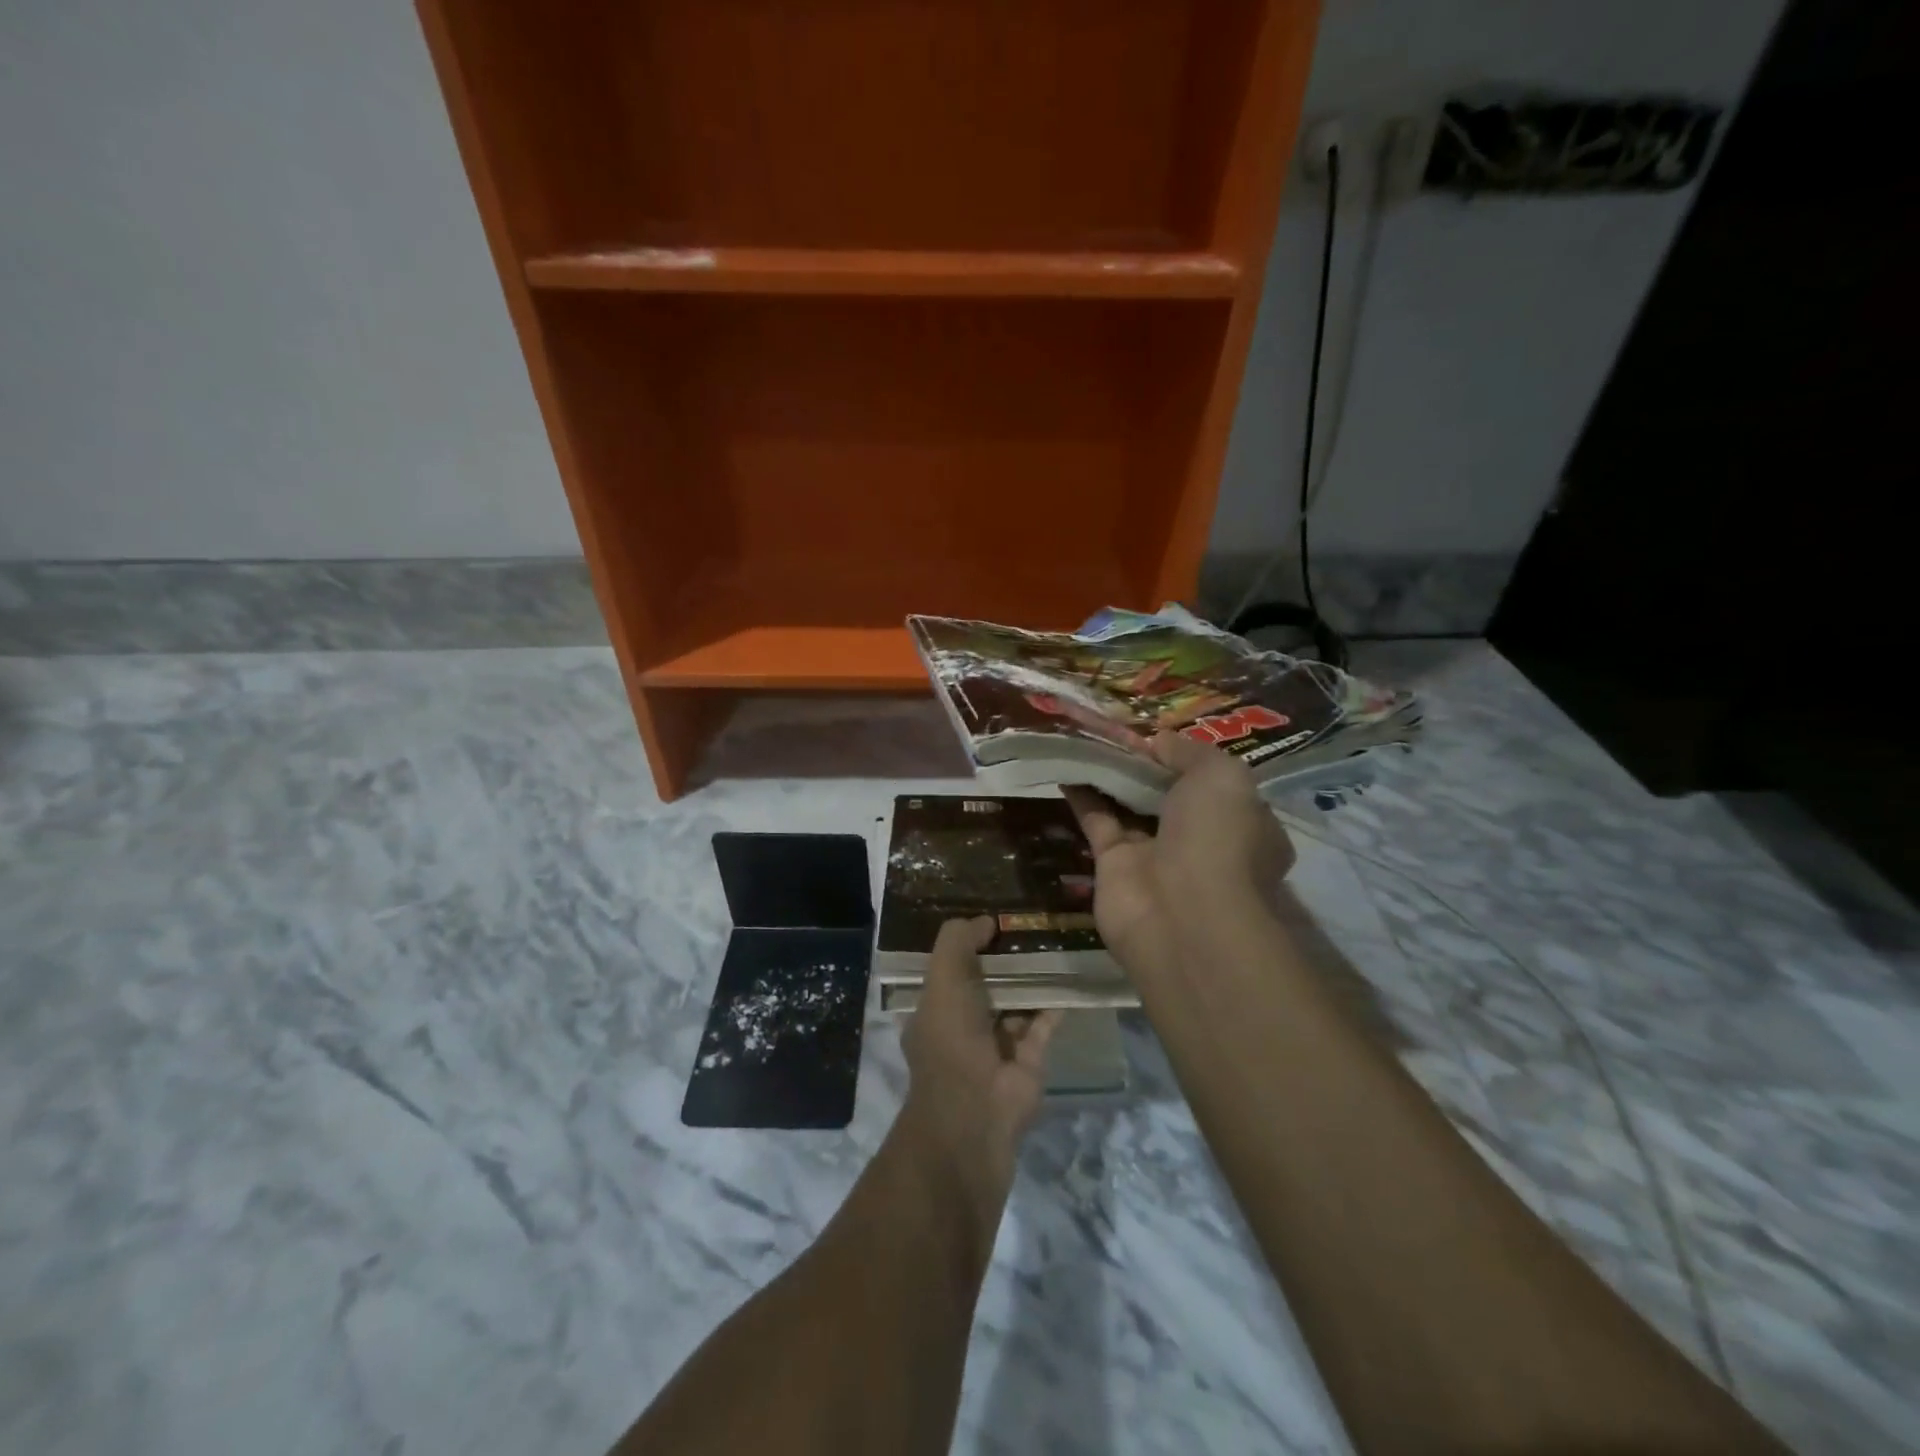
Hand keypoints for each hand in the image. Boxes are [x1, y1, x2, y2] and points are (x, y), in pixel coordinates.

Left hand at [901, 917, 1059, 1208]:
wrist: (976, 1112)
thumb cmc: (949, 1039)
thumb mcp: (942, 980)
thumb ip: (957, 942)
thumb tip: (985, 920)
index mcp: (935, 1008)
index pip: (949, 968)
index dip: (966, 942)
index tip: (992, 914)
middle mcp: (964, 1025)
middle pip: (987, 982)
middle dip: (1005, 957)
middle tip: (1031, 922)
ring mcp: (998, 1045)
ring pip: (1017, 1001)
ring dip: (1032, 977)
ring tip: (1054, 941)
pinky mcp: (1029, 1060)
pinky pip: (1043, 1023)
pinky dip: (1053, 1004)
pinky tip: (1067, 975)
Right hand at [1064, 731, 1295, 975]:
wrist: (1184, 915)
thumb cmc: (1218, 838)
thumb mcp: (1221, 776)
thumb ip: (1190, 752)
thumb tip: (1159, 741)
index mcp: (1244, 824)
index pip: (1218, 787)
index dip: (1191, 760)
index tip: (1162, 736)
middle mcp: (1202, 842)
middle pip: (1170, 795)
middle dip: (1147, 765)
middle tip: (1117, 730)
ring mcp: (1157, 856)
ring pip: (1131, 806)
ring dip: (1111, 774)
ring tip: (1086, 737)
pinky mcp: (1114, 867)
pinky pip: (1097, 821)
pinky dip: (1082, 795)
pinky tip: (1065, 765)